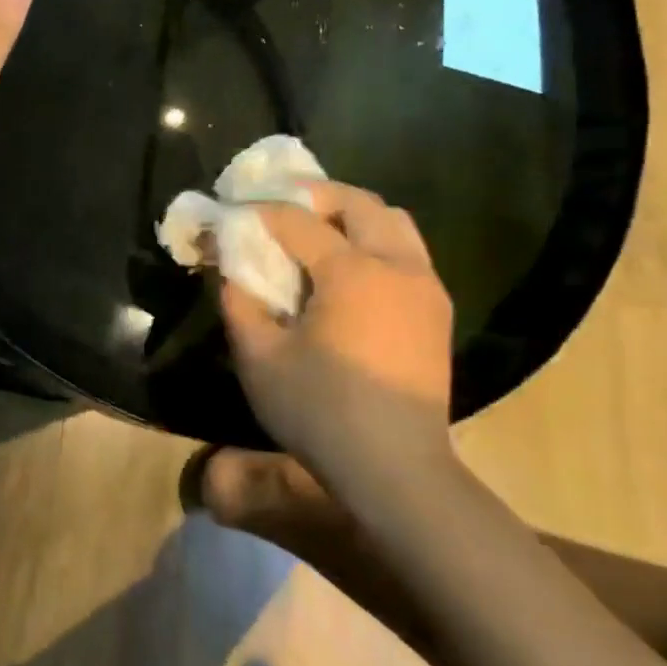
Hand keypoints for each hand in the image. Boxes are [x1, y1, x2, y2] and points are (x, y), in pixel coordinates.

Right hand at [219, 183, 454, 470]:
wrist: (396, 469)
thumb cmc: (321, 412)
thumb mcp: (258, 357)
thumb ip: (238, 301)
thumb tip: (229, 267)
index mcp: (353, 272)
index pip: (298, 219)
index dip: (259, 212)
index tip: (231, 214)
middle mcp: (396, 265)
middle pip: (358, 202)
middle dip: (314, 196)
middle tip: (279, 209)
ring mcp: (425, 286)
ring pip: (393, 221)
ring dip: (352, 215)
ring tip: (317, 234)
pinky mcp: (436, 310)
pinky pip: (407, 251)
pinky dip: (375, 241)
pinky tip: (348, 272)